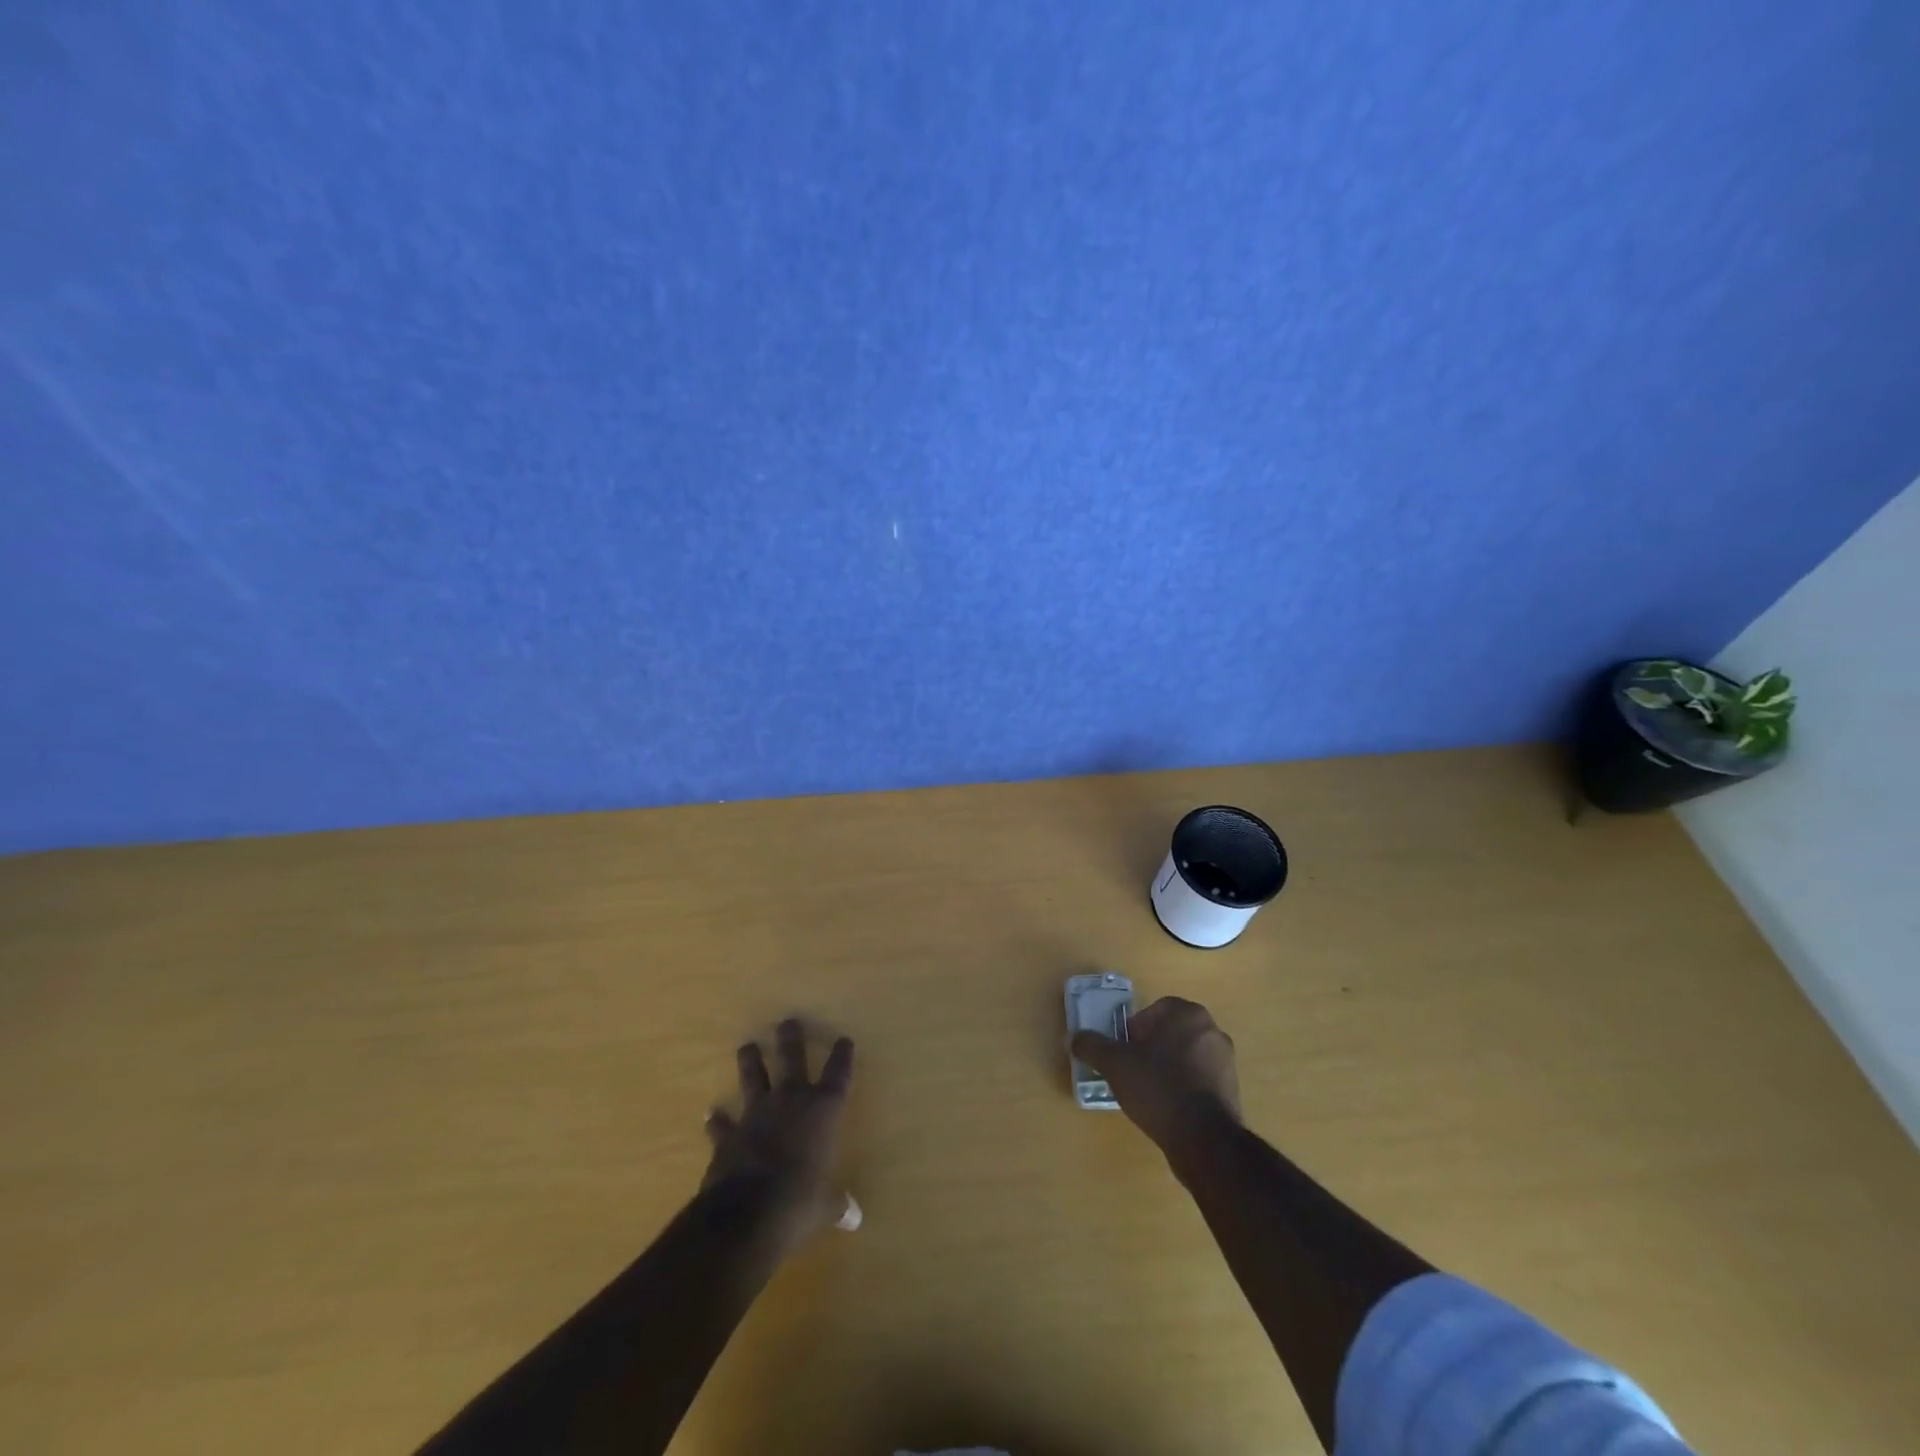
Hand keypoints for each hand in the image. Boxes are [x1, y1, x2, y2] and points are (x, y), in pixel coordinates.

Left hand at [703, 1018, 854, 1247]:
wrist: (747, 1213)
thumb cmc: (800, 1201)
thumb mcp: (825, 1206)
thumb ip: (836, 1205)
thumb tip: (854, 1218)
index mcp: (823, 1110)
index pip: (838, 1074)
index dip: (842, 1056)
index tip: (844, 1040)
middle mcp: (791, 1101)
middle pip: (792, 1059)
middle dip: (791, 1039)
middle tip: (788, 1021)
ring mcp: (756, 1114)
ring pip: (754, 1078)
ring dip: (751, 1062)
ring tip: (747, 1046)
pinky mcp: (728, 1136)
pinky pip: (722, 1124)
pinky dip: (717, 1120)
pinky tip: (710, 1113)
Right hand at [1071, 996, 1240, 1160]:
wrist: (1204, 1140)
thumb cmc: (1158, 1088)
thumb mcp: (1114, 1064)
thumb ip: (1092, 1046)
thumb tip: (1073, 1037)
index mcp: (1187, 1014)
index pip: (1154, 1011)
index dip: (1133, 1030)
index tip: (1123, 1051)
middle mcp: (1212, 1030)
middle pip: (1170, 1033)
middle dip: (1150, 1048)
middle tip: (1131, 1070)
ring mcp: (1226, 1062)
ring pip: (1185, 1057)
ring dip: (1167, 1068)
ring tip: (1148, 1093)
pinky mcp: (1232, 1091)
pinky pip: (1199, 1081)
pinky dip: (1183, 1089)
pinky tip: (1167, 1109)